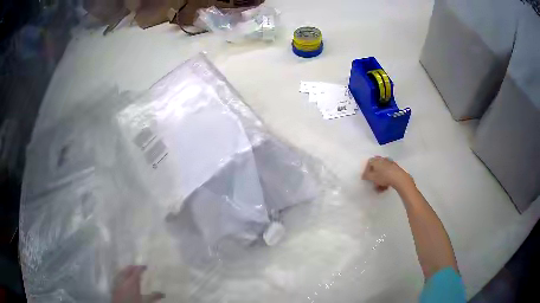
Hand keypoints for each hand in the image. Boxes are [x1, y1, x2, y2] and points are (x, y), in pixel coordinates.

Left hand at [112, 265, 164, 302]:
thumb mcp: (145, 301)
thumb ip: (153, 296)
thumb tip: (162, 293)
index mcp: (132, 282)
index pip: (136, 271)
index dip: (141, 267)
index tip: (145, 266)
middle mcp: (124, 280)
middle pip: (128, 269)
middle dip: (133, 267)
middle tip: (139, 268)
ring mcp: (118, 282)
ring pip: (122, 272)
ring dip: (127, 270)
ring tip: (132, 272)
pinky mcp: (114, 286)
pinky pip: (118, 276)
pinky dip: (122, 275)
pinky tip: (124, 279)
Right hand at [362, 156, 412, 191]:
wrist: (399, 178)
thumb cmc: (383, 176)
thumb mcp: (372, 177)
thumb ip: (366, 176)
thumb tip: (363, 175)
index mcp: (376, 160)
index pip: (368, 163)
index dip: (366, 170)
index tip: (367, 178)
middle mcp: (382, 159)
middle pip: (376, 168)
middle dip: (374, 177)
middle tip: (374, 184)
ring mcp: (389, 163)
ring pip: (382, 172)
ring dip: (380, 180)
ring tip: (380, 189)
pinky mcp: (395, 168)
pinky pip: (388, 173)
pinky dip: (386, 179)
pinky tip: (386, 187)